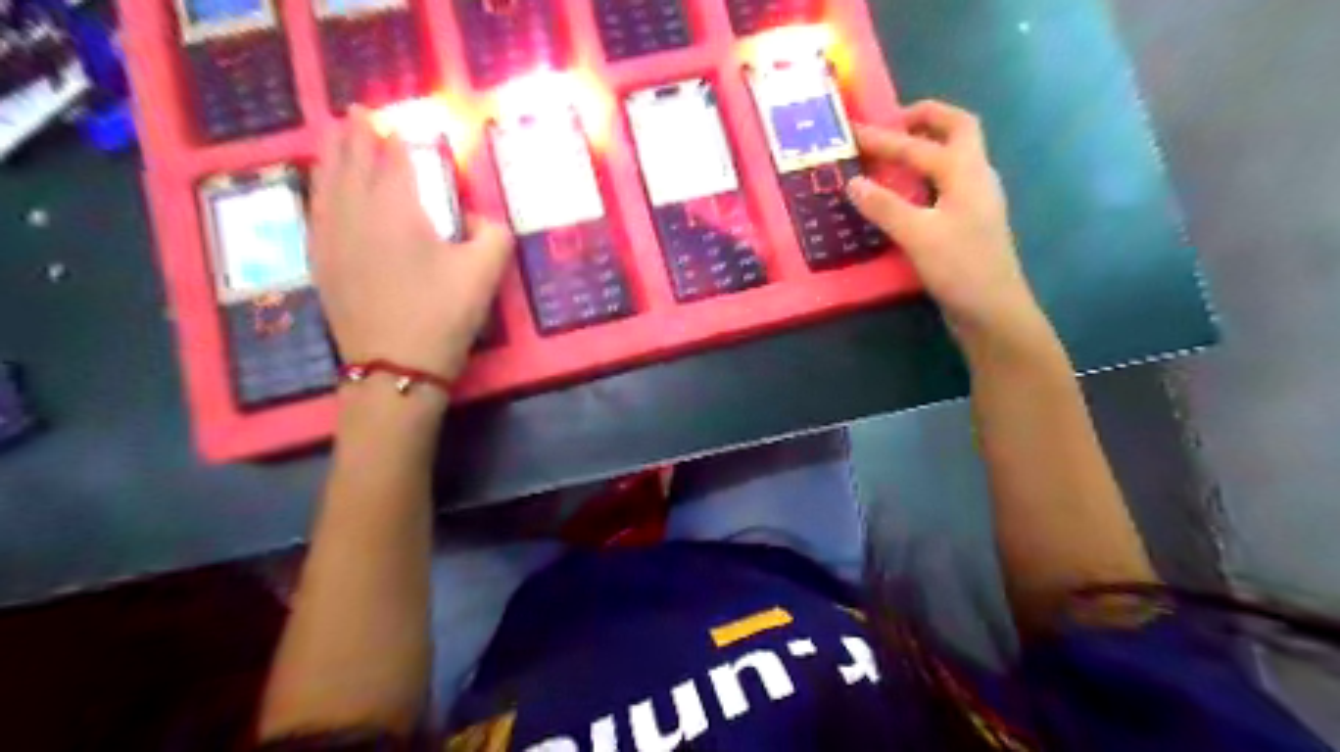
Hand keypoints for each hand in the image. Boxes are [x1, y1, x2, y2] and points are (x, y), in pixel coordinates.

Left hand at [309, 109, 513, 389]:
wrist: (394, 365)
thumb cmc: (442, 315)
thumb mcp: (486, 273)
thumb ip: (493, 233)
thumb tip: (474, 219)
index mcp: (397, 207)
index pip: (394, 158)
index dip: (399, 138)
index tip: (400, 124)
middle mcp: (356, 210)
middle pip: (352, 160)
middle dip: (356, 134)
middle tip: (358, 114)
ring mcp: (331, 235)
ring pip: (326, 181)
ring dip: (332, 154)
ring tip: (335, 136)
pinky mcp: (321, 260)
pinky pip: (315, 208)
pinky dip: (320, 187)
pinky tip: (323, 188)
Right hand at [847, 101, 1045, 347]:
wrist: (993, 312)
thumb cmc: (960, 269)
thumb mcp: (918, 236)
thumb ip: (884, 207)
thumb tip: (853, 182)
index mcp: (966, 172)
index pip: (920, 144)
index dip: (885, 137)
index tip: (853, 132)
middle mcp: (976, 177)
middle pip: (958, 130)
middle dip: (925, 119)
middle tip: (892, 124)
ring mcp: (975, 200)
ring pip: (955, 156)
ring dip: (927, 145)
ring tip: (894, 154)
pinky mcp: (969, 222)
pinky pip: (947, 184)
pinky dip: (925, 176)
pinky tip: (906, 194)